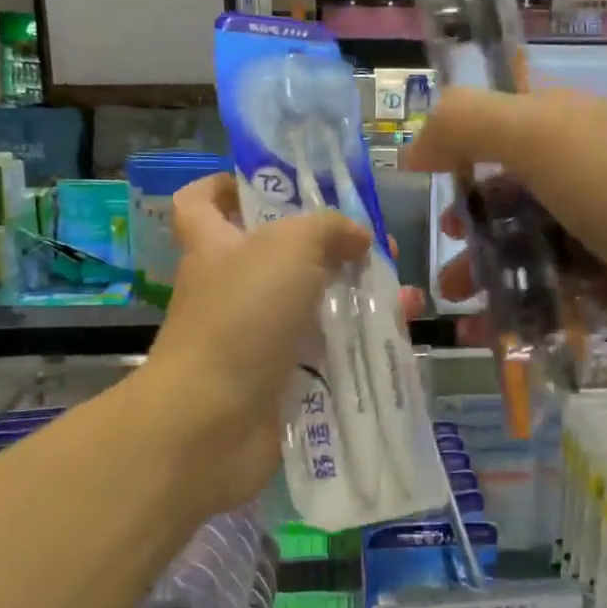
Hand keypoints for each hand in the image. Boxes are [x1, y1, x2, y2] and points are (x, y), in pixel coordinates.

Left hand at [144, 173, 420, 516]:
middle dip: (330, 246)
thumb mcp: (288, 247)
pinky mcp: (279, 378)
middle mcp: (231, 288)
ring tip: (403, 296)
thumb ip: (327, 228)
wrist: (212, 423)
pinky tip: (397, 335)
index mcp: (215, 246)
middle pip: (278, 254)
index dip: (228, 184)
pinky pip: (324, 351)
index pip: (202, 201)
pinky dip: (358, 342)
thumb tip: (358, 236)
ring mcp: (254, 337)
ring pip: (311, 304)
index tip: (277, 184)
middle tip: (376, 248)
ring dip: (357, 296)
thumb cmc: (241, 317)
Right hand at [406, 86, 606, 354]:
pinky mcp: (600, 278)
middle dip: (465, 219)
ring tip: (456, 297)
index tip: (424, 177)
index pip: (497, 122)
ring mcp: (589, 226)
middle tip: (444, 245)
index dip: (457, 144)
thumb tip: (413, 147)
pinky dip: (511, 306)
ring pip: (518, 243)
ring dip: (480, 268)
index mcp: (562, 123)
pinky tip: (485, 327)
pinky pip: (542, 288)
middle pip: (502, 189)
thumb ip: (465, 124)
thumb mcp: (538, 136)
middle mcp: (575, 169)